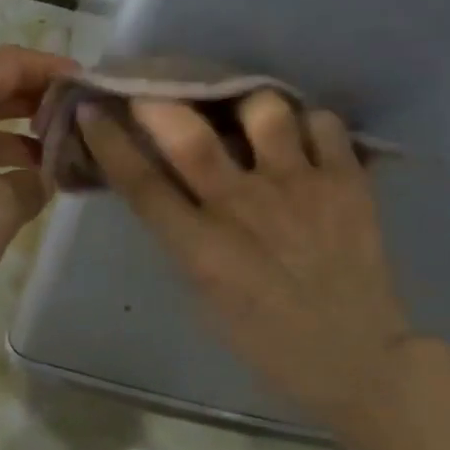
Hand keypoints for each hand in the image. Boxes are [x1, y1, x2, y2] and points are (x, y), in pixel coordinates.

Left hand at [0, 45, 76, 315]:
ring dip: (12, 136)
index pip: (14, 61)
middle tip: (75, 127)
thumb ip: (34, 185)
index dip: (54, 68)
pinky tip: (4, 188)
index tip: (86, 86)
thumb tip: (40, 177)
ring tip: (50, 164)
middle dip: (37, 104)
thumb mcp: (0, 210)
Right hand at [79, 92, 413, 423]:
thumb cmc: (267, 339)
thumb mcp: (205, 296)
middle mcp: (245, 209)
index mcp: (202, 249)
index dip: (110, 141)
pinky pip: (324, 124)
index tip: (92, 110)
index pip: (141, 183)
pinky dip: (309, 123)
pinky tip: (303, 137)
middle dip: (162, 103)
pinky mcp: (348, 183)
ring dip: (247, 105)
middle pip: (191, 136)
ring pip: (265, 111)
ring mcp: (300, 189)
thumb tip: (167, 185)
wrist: (357, 360)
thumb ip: (183, 236)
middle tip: (157, 89)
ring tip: (249, 114)